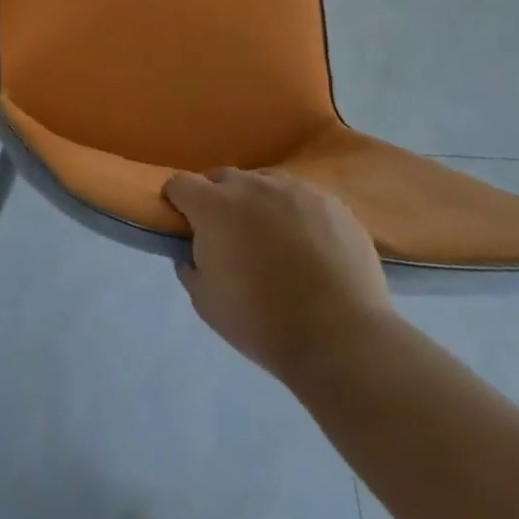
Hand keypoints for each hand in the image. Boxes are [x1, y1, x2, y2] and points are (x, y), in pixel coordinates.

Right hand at [164, 168, 393, 382]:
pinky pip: (301, 198)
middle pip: (221, 178)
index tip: (184, 224)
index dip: (177, 202)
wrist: (342, 340)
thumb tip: (192, 251)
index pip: (180, 184)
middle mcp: (251, 186)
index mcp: (214, 206)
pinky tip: (307, 246)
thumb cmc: (262, 322)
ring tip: (271, 239)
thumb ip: (190, 265)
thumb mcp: (205, 302)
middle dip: (217, 200)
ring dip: (257, 203)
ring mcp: (295, 190)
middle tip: (228, 236)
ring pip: (263, 183)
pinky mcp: (331, 203)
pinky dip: (294, 214)